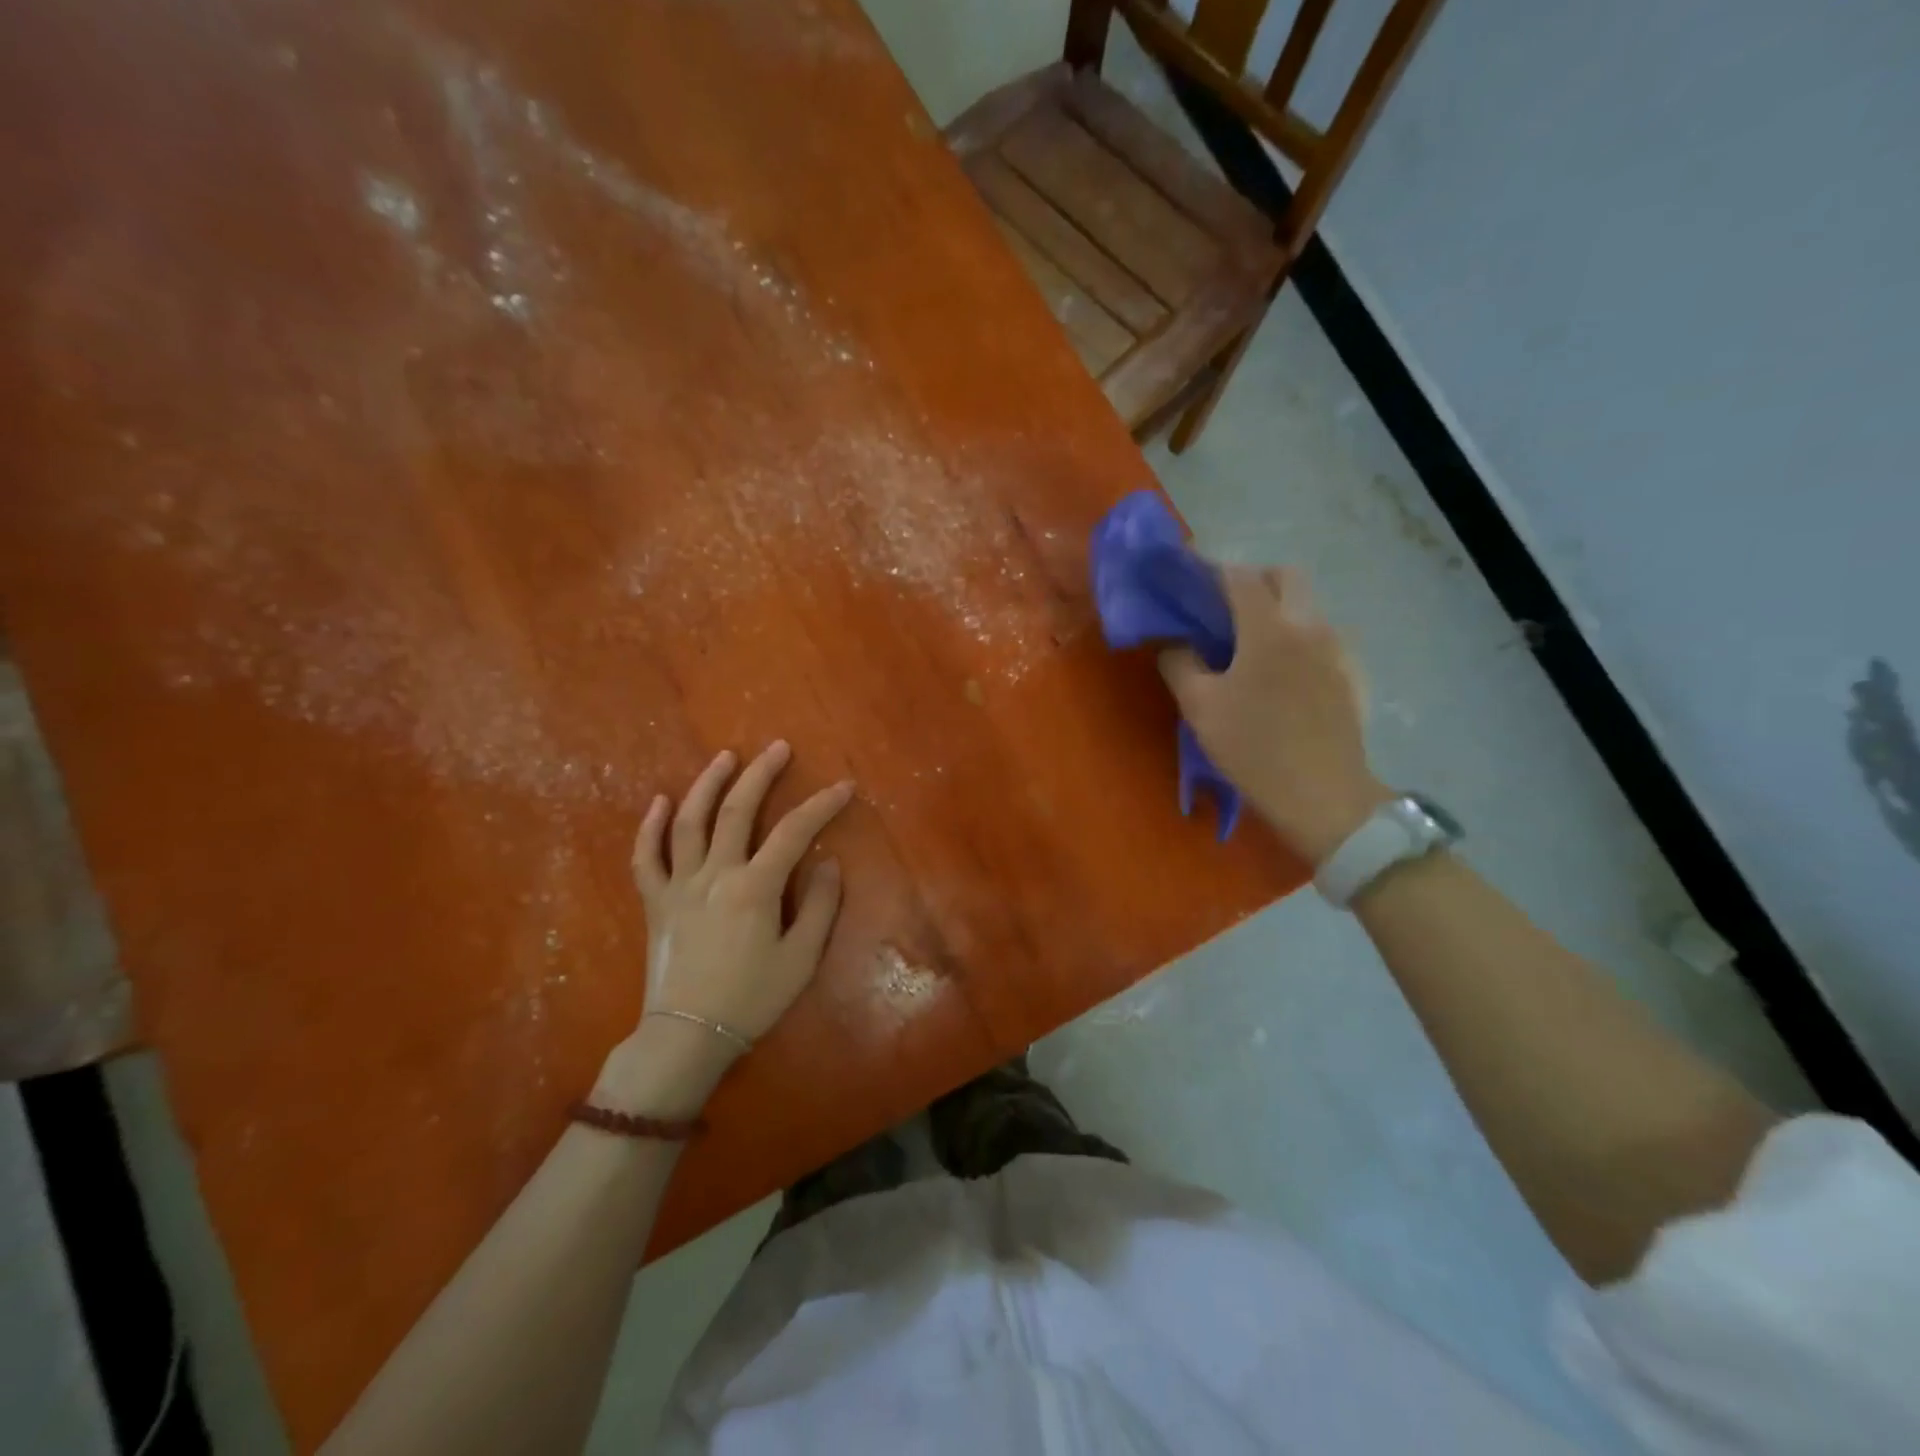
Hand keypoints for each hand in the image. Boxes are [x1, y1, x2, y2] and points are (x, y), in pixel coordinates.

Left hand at [595, 743, 853, 1113]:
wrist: (688, 1034)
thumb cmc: (751, 999)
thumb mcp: (801, 958)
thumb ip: (818, 906)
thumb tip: (827, 863)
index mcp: (754, 888)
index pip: (794, 832)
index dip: (821, 805)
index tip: (843, 787)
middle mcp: (715, 874)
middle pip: (737, 811)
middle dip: (761, 774)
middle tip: (778, 747)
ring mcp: (679, 884)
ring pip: (689, 821)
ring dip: (707, 784)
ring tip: (726, 757)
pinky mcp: (655, 900)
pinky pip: (646, 856)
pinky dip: (650, 826)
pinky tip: (660, 801)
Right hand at [1159, 566, 1388, 862]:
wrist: (1323, 795)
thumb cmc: (1254, 747)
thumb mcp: (1200, 708)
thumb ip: (1180, 664)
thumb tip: (1174, 643)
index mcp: (1269, 629)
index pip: (1239, 576)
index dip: (1211, 571)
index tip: (1189, 579)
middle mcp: (1310, 626)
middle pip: (1286, 576)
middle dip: (1254, 580)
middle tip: (1225, 608)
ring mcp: (1338, 649)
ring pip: (1309, 605)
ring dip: (1280, 608)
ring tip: (1253, 643)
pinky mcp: (1353, 674)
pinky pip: (1324, 636)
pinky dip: (1299, 637)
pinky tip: (1284, 674)